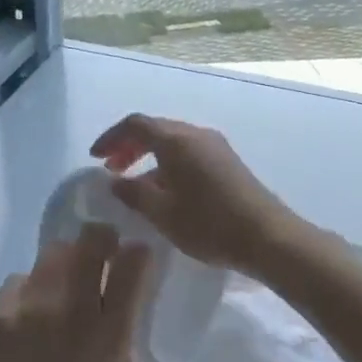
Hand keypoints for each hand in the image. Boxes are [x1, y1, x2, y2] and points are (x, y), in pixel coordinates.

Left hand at [0, 224, 151, 361]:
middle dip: (101, 238)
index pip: (132, 265)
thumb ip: (120, 335)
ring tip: (62, 282)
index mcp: (110, 331)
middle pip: (90, 241)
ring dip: (65, 260)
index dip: (138, 252)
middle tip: (100, 250)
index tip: (136, 254)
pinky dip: (30, 287)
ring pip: (53, 252)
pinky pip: (20, 279)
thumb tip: (116, 302)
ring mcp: (32, 305)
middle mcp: (72, 307)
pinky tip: (30, 309)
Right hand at [90, 114, 300, 276]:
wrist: (266, 236)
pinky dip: (168, 164)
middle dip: (129, 146)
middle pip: (156, 129)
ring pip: (173, 142)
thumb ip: (133, 194)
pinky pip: (189, 153)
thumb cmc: (208, 224)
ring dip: (149, 157)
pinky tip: (165, 192)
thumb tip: (115, 181)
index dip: (111, 138)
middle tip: (112, 170)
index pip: (135, 124)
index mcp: (176, 140)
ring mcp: (216, 147)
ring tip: (135, 185)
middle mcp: (196, 134)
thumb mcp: (162, 213)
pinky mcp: (227, 162)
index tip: (95, 158)